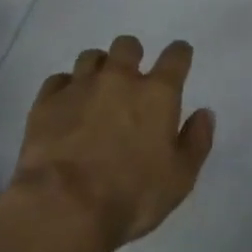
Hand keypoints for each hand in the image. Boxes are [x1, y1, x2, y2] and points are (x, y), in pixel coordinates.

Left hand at [12, 35, 214, 251]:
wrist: (64, 206)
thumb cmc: (131, 196)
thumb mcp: (180, 179)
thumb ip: (196, 141)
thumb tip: (204, 113)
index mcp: (157, 94)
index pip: (175, 57)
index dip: (180, 54)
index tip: (180, 56)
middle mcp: (119, 79)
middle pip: (127, 45)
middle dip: (132, 55)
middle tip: (132, 77)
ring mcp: (79, 86)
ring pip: (90, 57)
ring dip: (98, 68)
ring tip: (97, 90)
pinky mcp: (46, 101)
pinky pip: (58, 80)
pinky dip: (66, 88)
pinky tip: (66, 106)